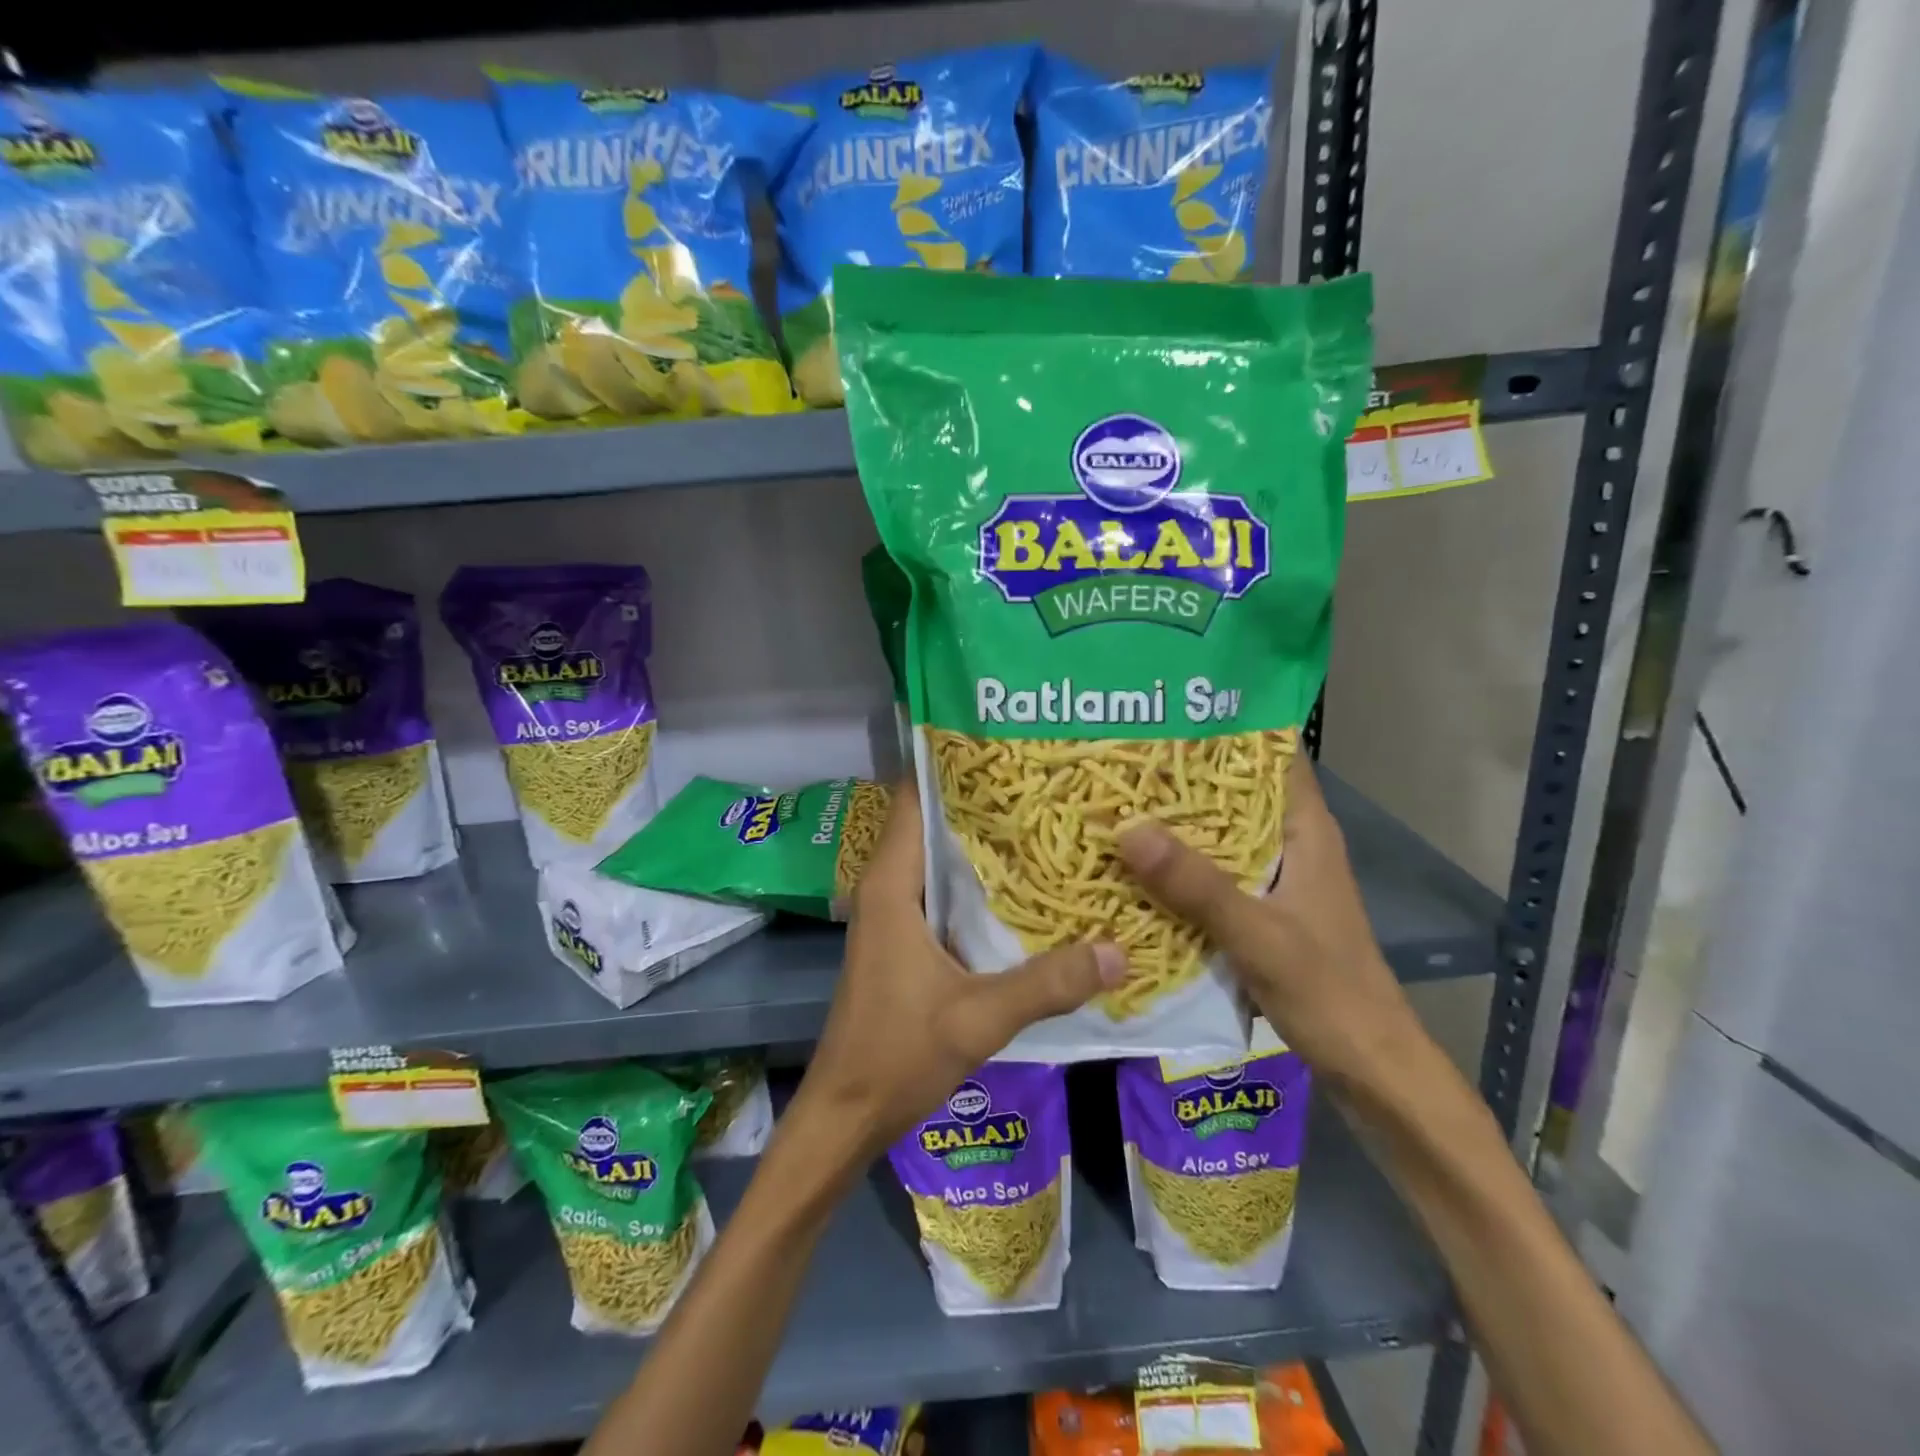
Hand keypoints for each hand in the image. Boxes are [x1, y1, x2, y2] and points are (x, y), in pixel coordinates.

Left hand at [789, 778, 1123, 1162]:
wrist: (847, 1113)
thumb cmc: (897, 1056)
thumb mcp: (979, 1019)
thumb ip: (1047, 984)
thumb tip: (1119, 950)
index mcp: (891, 886)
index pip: (912, 799)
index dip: (951, 766)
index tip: (1003, 743)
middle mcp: (888, 887)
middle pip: (931, 822)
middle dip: (980, 800)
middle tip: (1043, 779)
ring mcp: (895, 914)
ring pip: (939, 858)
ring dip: (981, 842)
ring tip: (1044, 819)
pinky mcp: (905, 940)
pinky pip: (943, 892)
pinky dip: (978, 882)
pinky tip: (1024, 886)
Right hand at [1116, 755, 1421, 1091]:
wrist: (1368, 1064)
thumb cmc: (1328, 991)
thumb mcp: (1259, 935)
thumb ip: (1198, 886)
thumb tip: (1128, 828)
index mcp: (1306, 831)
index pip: (1272, 756)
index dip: (1226, 728)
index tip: (1167, 711)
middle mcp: (1290, 844)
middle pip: (1235, 792)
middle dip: (1183, 775)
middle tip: (1120, 756)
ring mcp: (1274, 878)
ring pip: (1219, 834)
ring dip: (1176, 822)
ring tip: (1116, 800)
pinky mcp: (1259, 910)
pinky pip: (1211, 873)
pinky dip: (1178, 865)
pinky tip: (1135, 866)